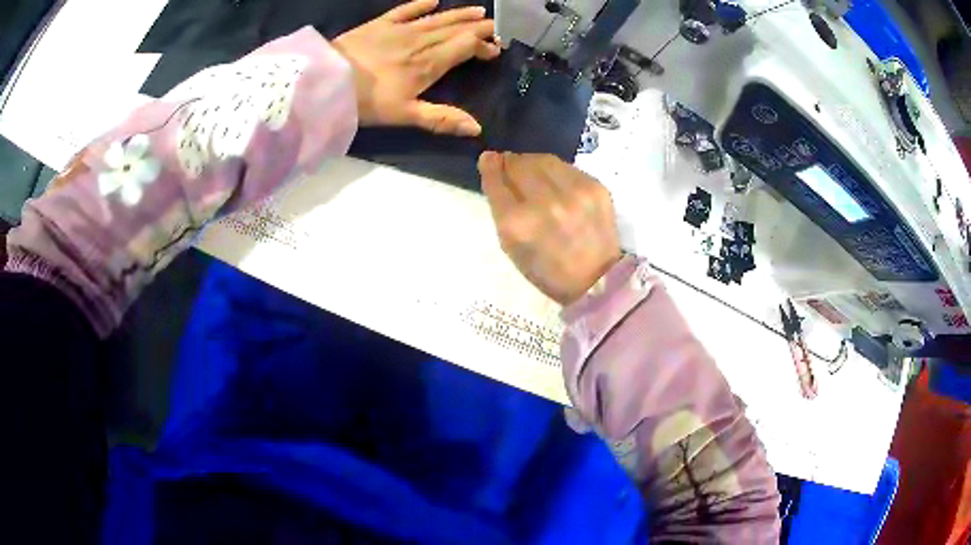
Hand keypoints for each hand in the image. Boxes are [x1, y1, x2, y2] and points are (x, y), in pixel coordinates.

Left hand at [332, 0, 499, 135]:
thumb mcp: (405, 116)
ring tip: (478, 11)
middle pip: (456, 29)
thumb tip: (477, 129)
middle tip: (495, 26)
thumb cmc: (367, 103)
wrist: (328, 81)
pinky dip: (420, 4)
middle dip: (478, 27)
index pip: (465, 47)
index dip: (483, 46)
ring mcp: (400, 29)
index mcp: (429, 64)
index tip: (496, 49)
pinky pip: (405, 10)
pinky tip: (434, 0)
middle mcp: (421, 41)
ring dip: (459, 14)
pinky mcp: (380, 24)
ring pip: (437, 18)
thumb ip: (442, 119)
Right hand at [478, 152, 621, 305]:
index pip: (496, 181)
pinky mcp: (595, 187)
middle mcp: (545, 203)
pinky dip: (556, 171)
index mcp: (518, 224)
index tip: (488, 159)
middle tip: (511, 168)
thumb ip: (499, 205)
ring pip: (542, 159)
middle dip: (510, 163)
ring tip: (533, 174)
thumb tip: (492, 164)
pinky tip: (557, 184)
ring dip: (532, 163)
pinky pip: (566, 167)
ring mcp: (573, 193)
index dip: (490, 167)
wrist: (597, 280)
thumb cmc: (546, 269)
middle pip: (518, 164)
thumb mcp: (511, 246)